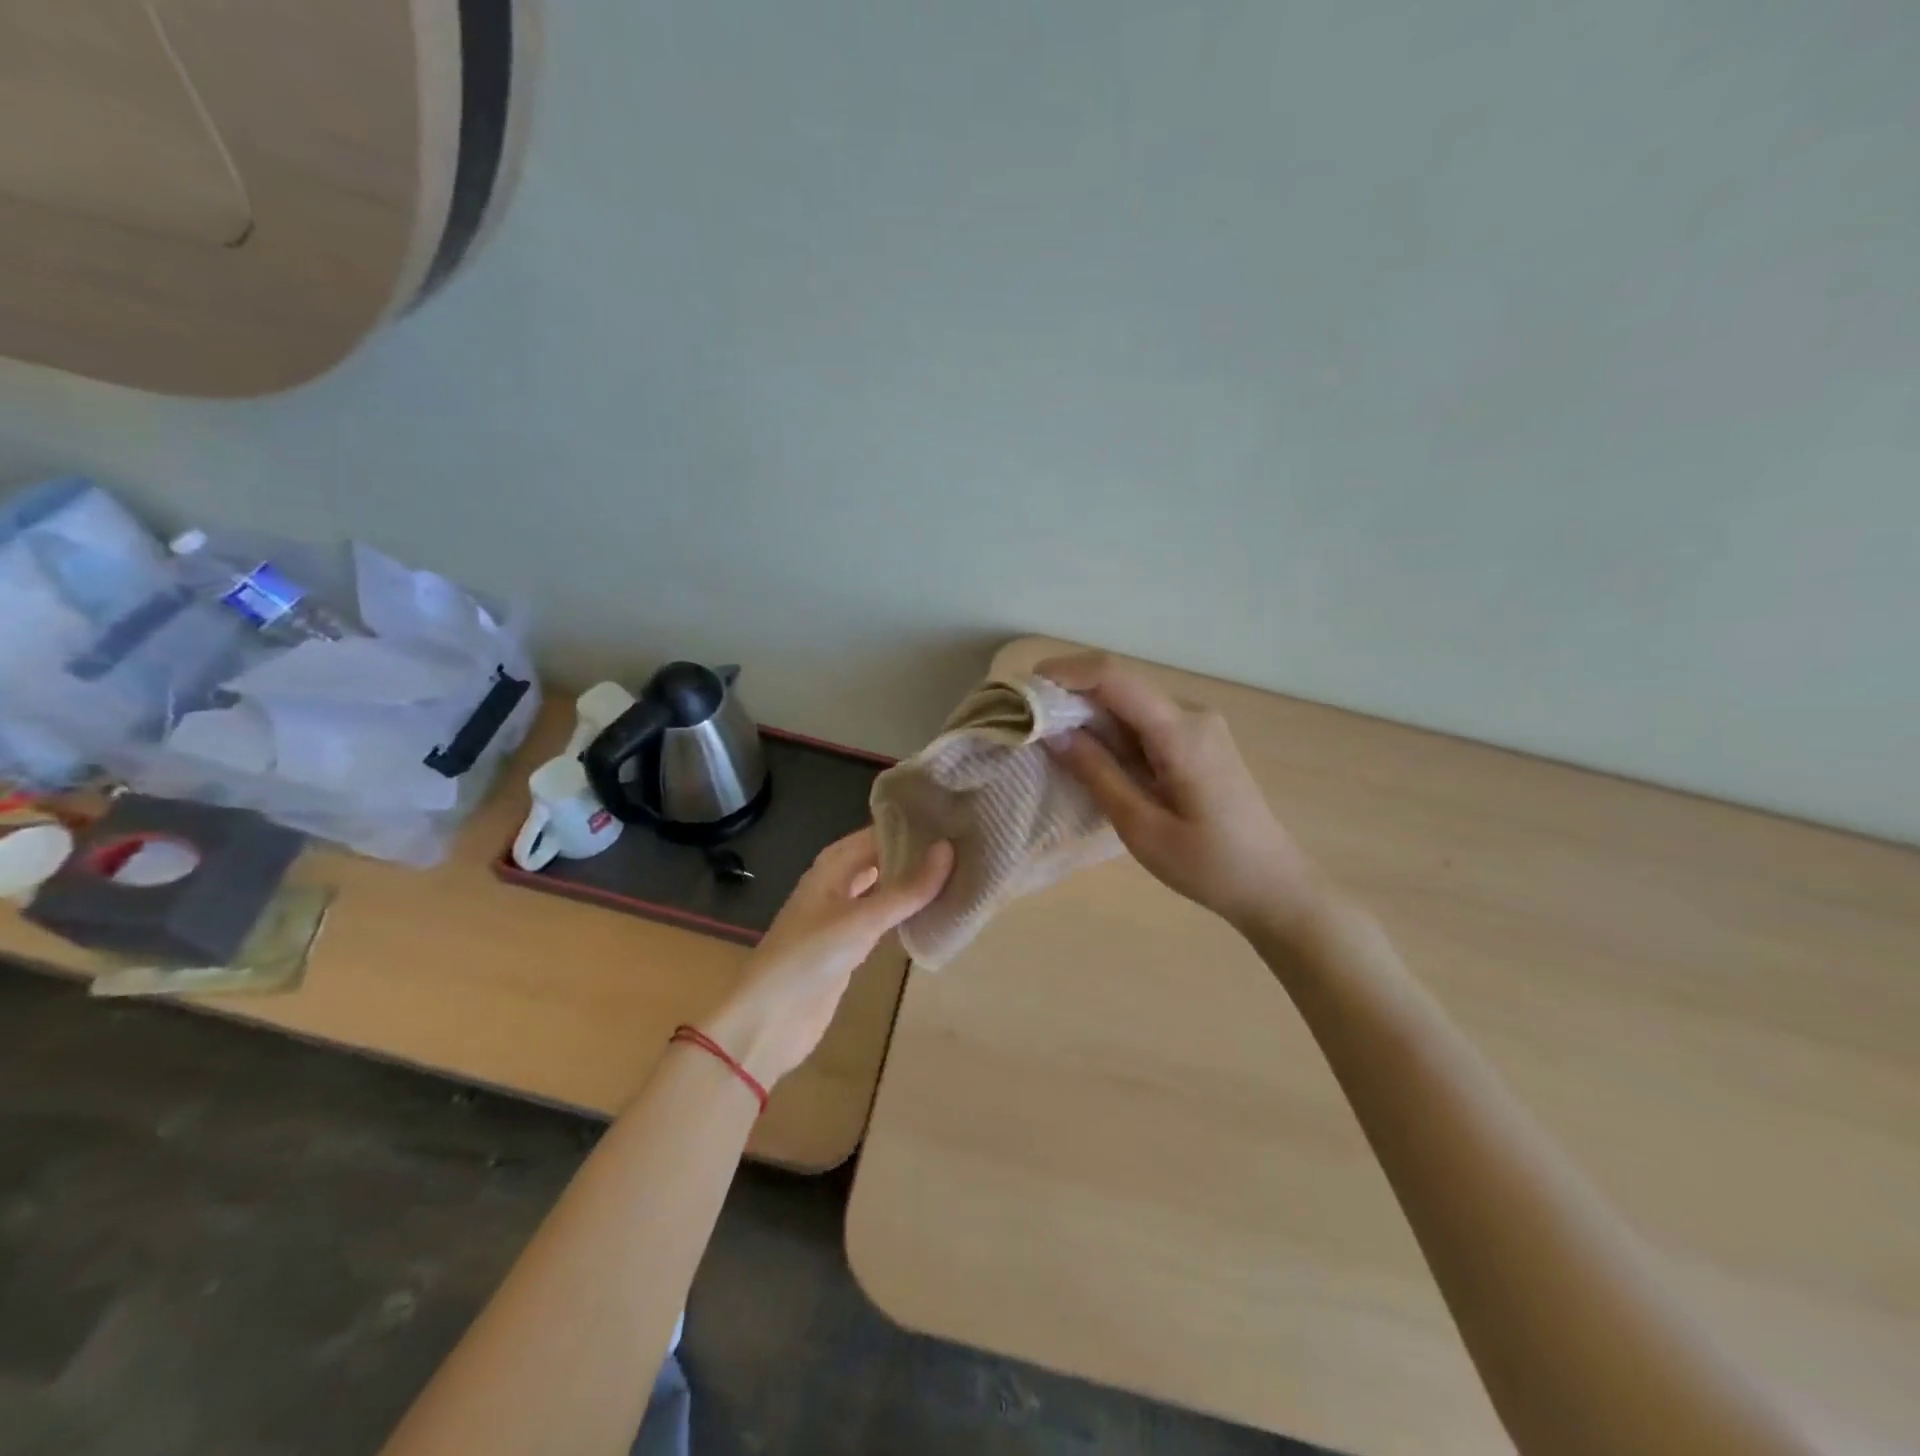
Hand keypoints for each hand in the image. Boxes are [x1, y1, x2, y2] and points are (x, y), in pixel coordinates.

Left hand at [704, 828, 952, 1086]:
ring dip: (912, 884)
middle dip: (916, 854)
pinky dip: (905, 913)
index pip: (879, 832)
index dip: (913, 826)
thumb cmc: (808, 957)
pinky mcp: (849, 948)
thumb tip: (950, 849)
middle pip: (881, 859)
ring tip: (958, 873)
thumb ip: (907, 889)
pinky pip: (883, 920)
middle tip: (964, 847)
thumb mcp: (861, 920)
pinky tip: (933, 913)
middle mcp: (837, 883)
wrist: (768, 1020)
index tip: (954, 819)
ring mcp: (843, 916)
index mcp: (833, 865)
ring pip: (884, 889)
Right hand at [1038, 653, 1324, 937]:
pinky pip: (1145, 722)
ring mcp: (1198, 726)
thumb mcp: (1141, 826)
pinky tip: (1090, 755)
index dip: (1065, 673)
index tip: (1023, 689)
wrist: (1273, 885)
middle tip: (1026, 722)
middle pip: (1120, 686)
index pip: (1114, 678)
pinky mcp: (1198, 741)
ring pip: (1130, 704)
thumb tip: (1053, 733)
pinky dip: (1110, 731)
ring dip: (1088, 715)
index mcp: (1181, 732)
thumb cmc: (1208, 865)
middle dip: (1069, 696)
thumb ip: (1097, 773)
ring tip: (1048, 740)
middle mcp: (1192, 715)